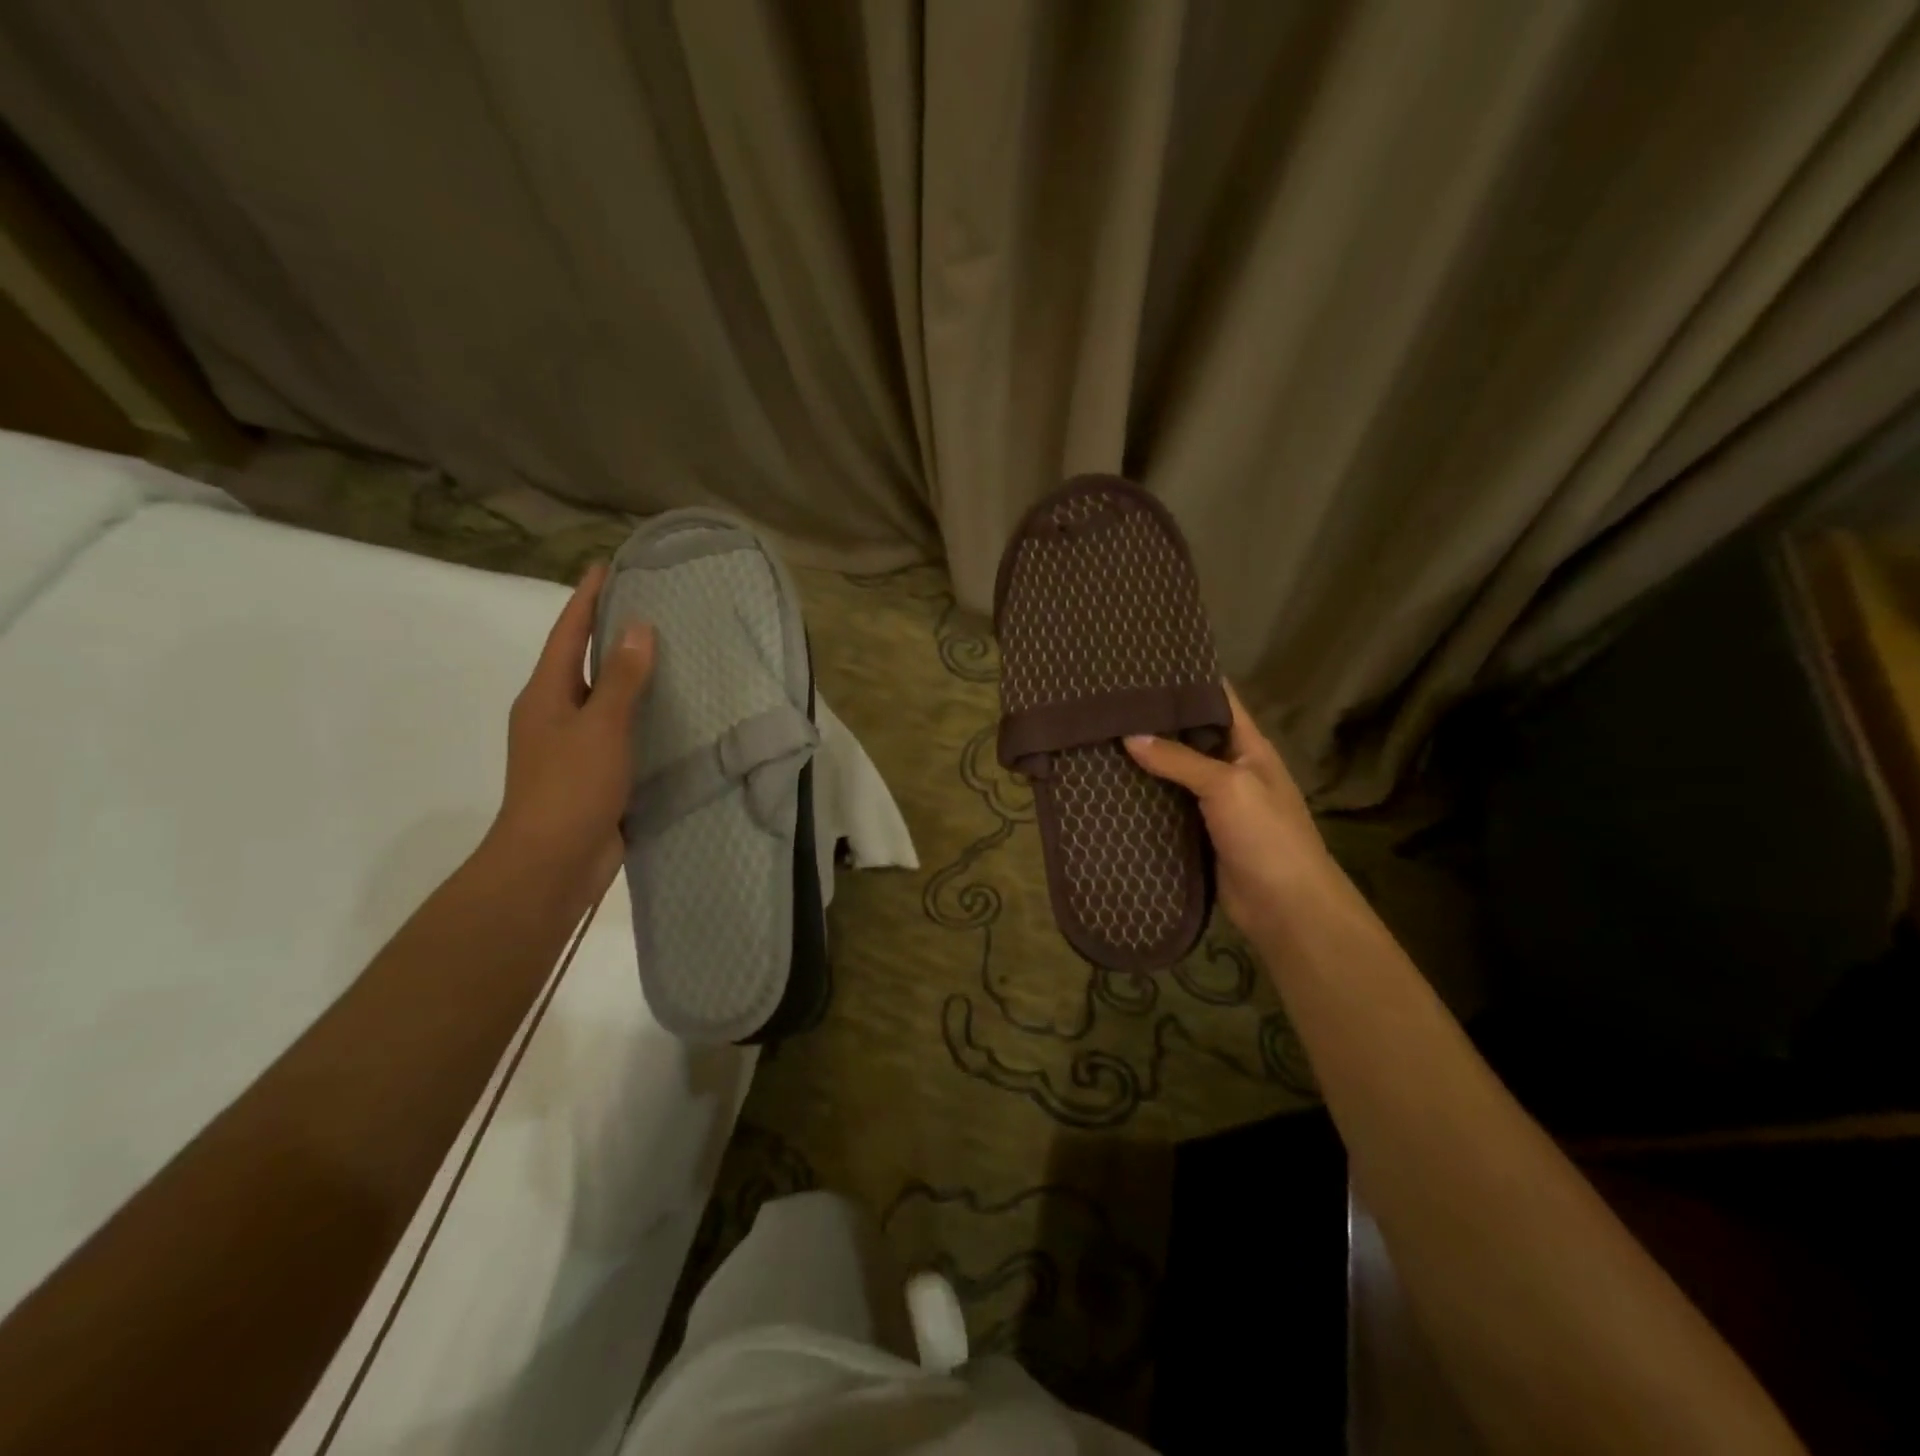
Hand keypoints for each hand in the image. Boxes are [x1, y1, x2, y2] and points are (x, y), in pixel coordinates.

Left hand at [486, 563, 654, 895]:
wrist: (553, 862)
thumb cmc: (570, 787)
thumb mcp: (599, 726)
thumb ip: (620, 678)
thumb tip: (637, 627)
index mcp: (545, 695)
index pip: (567, 635)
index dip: (586, 599)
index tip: (607, 567)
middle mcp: (554, 714)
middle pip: (582, 662)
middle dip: (607, 633)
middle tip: (648, 605)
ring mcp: (572, 746)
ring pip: (603, 699)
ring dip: (628, 676)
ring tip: (668, 653)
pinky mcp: (594, 773)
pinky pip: (619, 732)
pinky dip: (640, 715)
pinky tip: (670, 712)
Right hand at [1125, 684, 1335, 938]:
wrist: (1284, 907)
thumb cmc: (1266, 835)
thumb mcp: (1227, 785)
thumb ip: (1179, 759)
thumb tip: (1129, 736)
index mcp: (1249, 747)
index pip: (1218, 700)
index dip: (1189, 680)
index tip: (1146, 667)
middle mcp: (1231, 769)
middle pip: (1190, 736)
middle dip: (1155, 721)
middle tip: (1108, 703)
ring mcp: (1214, 803)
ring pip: (1173, 773)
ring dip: (1144, 761)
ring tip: (1099, 737)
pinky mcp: (1197, 833)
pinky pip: (1167, 807)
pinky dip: (1143, 797)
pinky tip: (1110, 786)